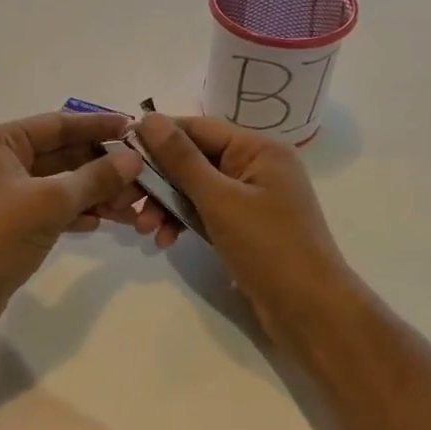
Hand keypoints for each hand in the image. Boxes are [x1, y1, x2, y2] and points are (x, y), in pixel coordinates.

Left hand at [0, 111, 144, 330]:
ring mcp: (4, 194)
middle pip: (61, 153)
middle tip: (141, 177)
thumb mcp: (49, 202)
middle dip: (101, 166)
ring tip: (131, 206)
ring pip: (59, 183)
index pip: (57, 124)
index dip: (97, 126)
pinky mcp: (11, 223)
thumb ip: (94, 178)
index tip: (134, 129)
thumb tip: (133, 160)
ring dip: (94, 192)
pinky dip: (76, 212)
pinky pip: (51, 208)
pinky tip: (104, 221)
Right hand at [132, 113, 353, 340]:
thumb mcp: (219, 200)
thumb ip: (181, 159)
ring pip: (195, 189)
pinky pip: (205, 212)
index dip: (159, 135)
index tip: (121, 149)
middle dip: (158, 180)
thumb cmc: (268, 247)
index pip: (199, 128)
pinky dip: (183, 223)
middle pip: (194, 160)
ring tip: (144, 230)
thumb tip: (149, 118)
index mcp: (259, 149)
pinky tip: (164, 241)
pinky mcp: (245, 226)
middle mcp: (256, 167)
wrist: (309, 310)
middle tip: (126, 200)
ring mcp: (251, 198)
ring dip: (166, 206)